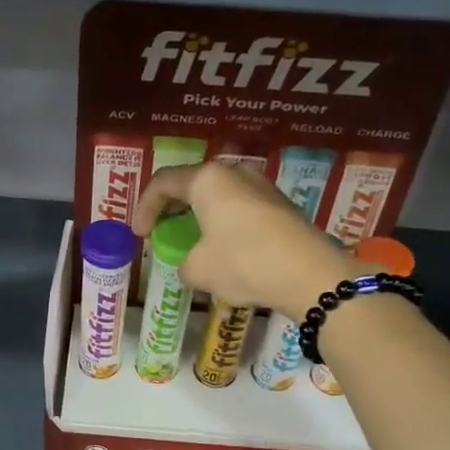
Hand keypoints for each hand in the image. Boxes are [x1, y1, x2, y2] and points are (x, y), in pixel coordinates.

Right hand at [133, 162, 352, 319]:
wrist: (310, 275)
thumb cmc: (244, 263)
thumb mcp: (199, 270)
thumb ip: (183, 263)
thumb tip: (191, 264)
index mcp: (207, 179)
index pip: (163, 183)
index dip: (144, 207)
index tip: (139, 234)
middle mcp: (234, 173)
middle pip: (192, 184)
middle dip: (172, 208)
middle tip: (162, 231)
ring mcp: (262, 187)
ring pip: (219, 196)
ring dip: (200, 216)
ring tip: (192, 241)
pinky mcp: (281, 206)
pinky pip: (241, 209)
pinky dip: (224, 224)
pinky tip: (224, 249)